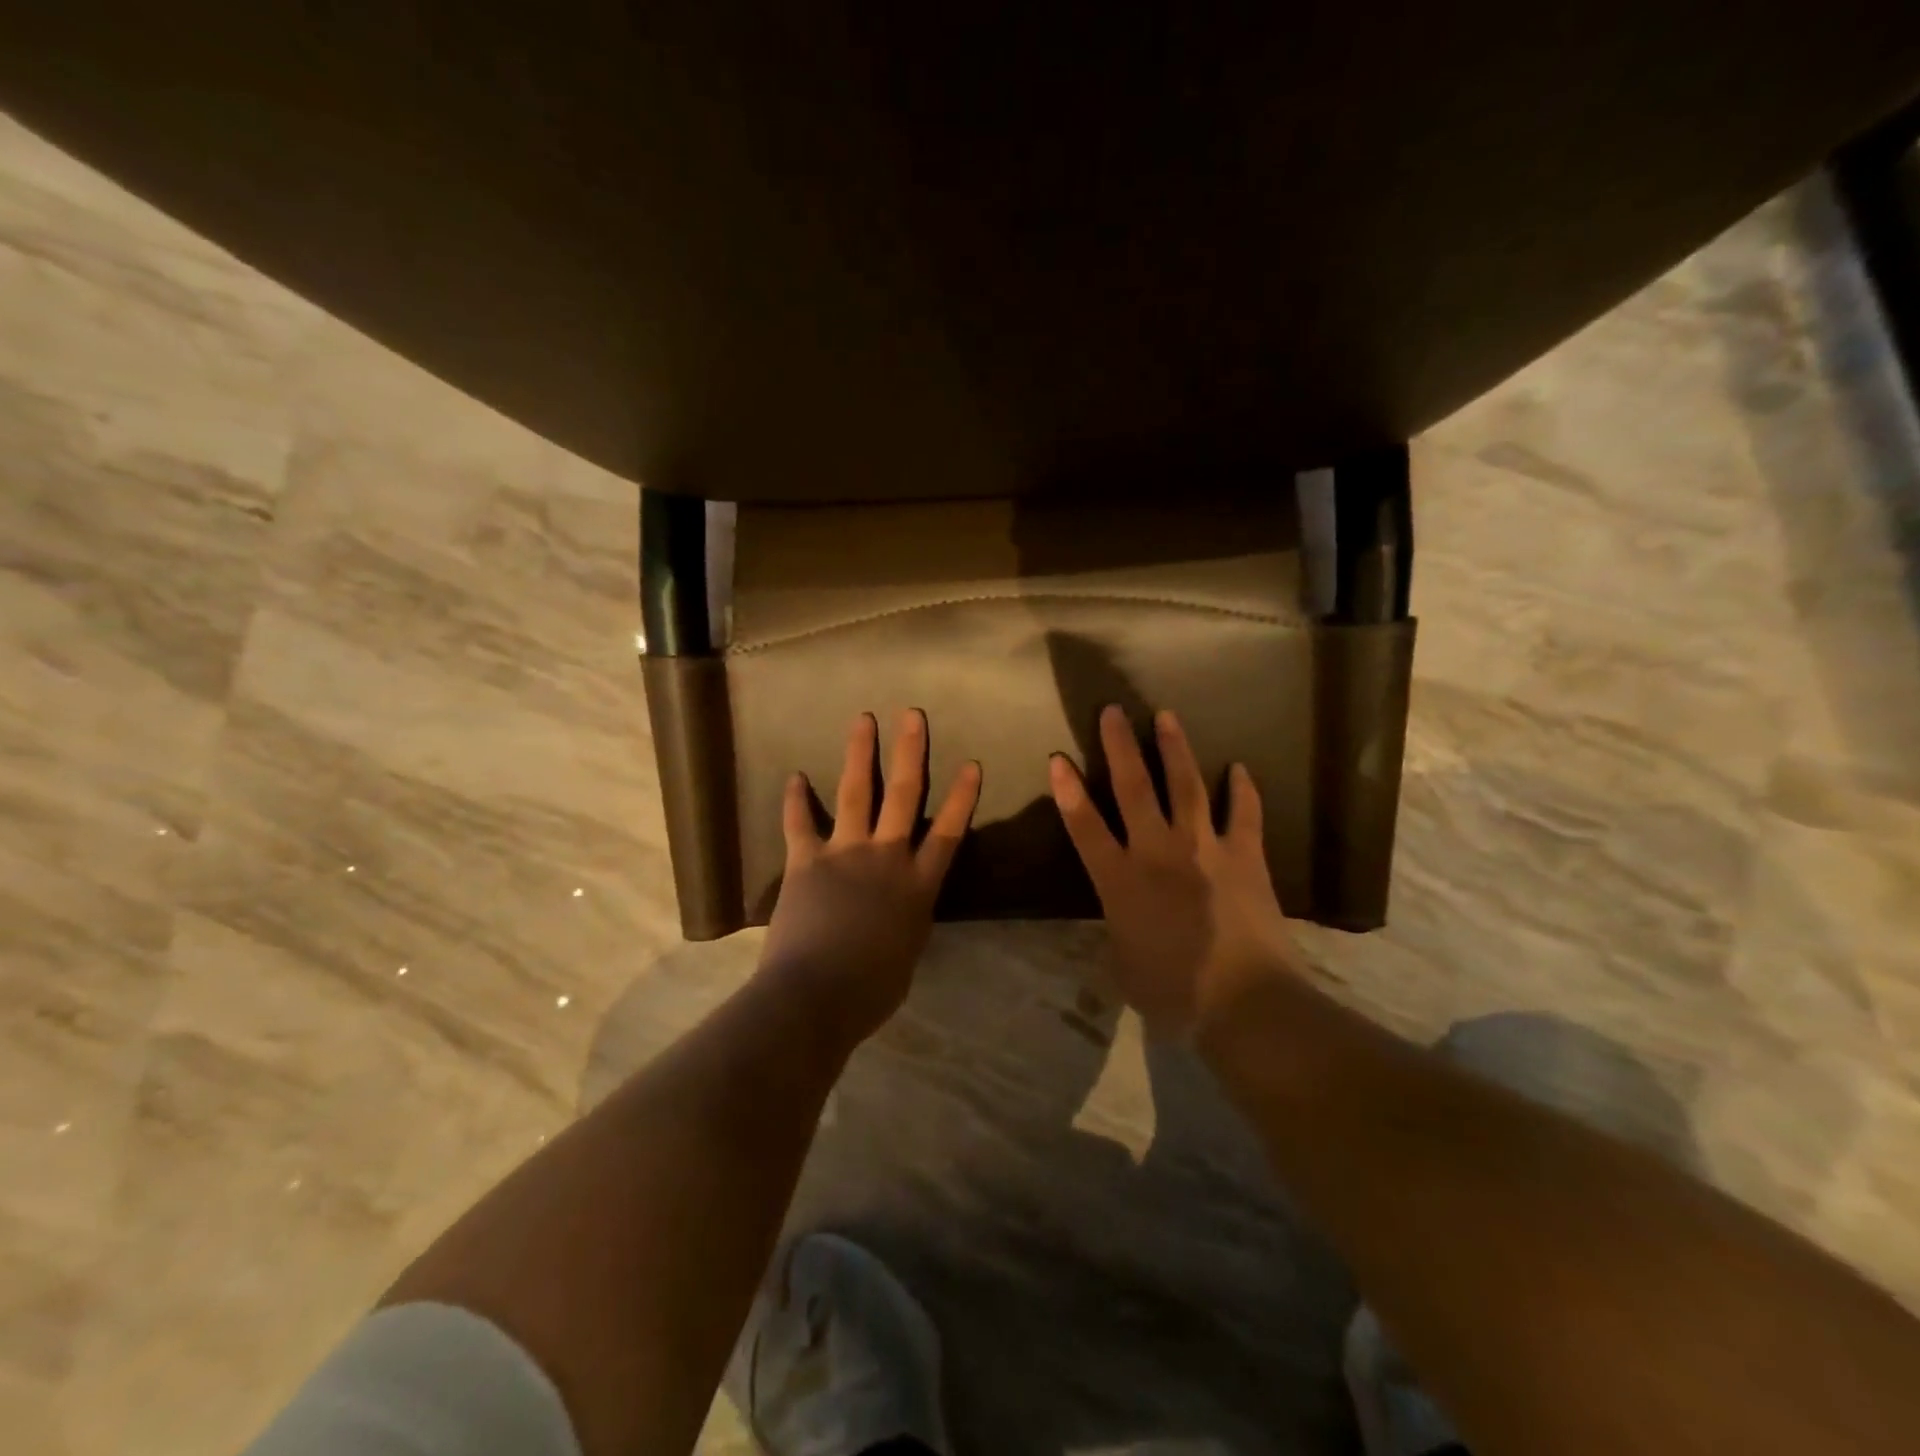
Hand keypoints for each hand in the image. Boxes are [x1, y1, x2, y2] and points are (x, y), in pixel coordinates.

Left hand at [760, 709, 981, 1041]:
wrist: (817, 995)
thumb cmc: (870, 990)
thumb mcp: (905, 956)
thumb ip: (906, 924)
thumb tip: (899, 916)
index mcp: (918, 886)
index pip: (948, 832)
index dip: (961, 797)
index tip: (971, 763)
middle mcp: (886, 858)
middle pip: (903, 795)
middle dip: (910, 752)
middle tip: (912, 714)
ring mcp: (845, 853)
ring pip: (856, 793)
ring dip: (859, 753)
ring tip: (863, 719)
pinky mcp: (806, 861)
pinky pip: (800, 823)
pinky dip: (795, 800)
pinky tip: (794, 776)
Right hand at [1050, 705, 1304, 1039]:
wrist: (1244, 1000)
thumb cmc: (1173, 992)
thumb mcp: (1124, 964)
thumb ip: (1118, 928)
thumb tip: (1120, 914)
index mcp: (1120, 880)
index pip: (1085, 826)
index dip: (1069, 791)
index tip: (1058, 759)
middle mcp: (1158, 851)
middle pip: (1134, 788)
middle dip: (1120, 746)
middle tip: (1113, 711)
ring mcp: (1204, 848)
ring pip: (1185, 786)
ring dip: (1174, 749)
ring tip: (1167, 716)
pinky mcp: (1244, 855)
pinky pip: (1243, 813)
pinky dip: (1242, 790)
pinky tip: (1239, 768)